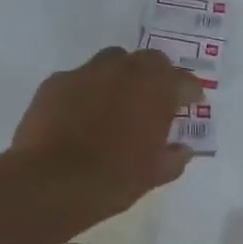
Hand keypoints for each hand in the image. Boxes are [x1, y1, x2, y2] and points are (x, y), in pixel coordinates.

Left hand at [12, 48, 203, 224]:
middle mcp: (125, 70)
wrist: (50, 183)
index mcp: (156, 89)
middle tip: (156, 98)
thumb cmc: (113, 179)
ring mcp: (87, 72)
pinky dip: (86, 92)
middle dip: (157, 75)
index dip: (191, 92)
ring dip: (120, 76)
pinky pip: (78, 79)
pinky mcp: (56, 82)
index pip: (185, 81)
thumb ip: (174, 157)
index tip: (192, 102)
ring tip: (117, 101)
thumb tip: (182, 150)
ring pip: (112, 61)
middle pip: (150, 60)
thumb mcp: (154, 175)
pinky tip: (80, 114)